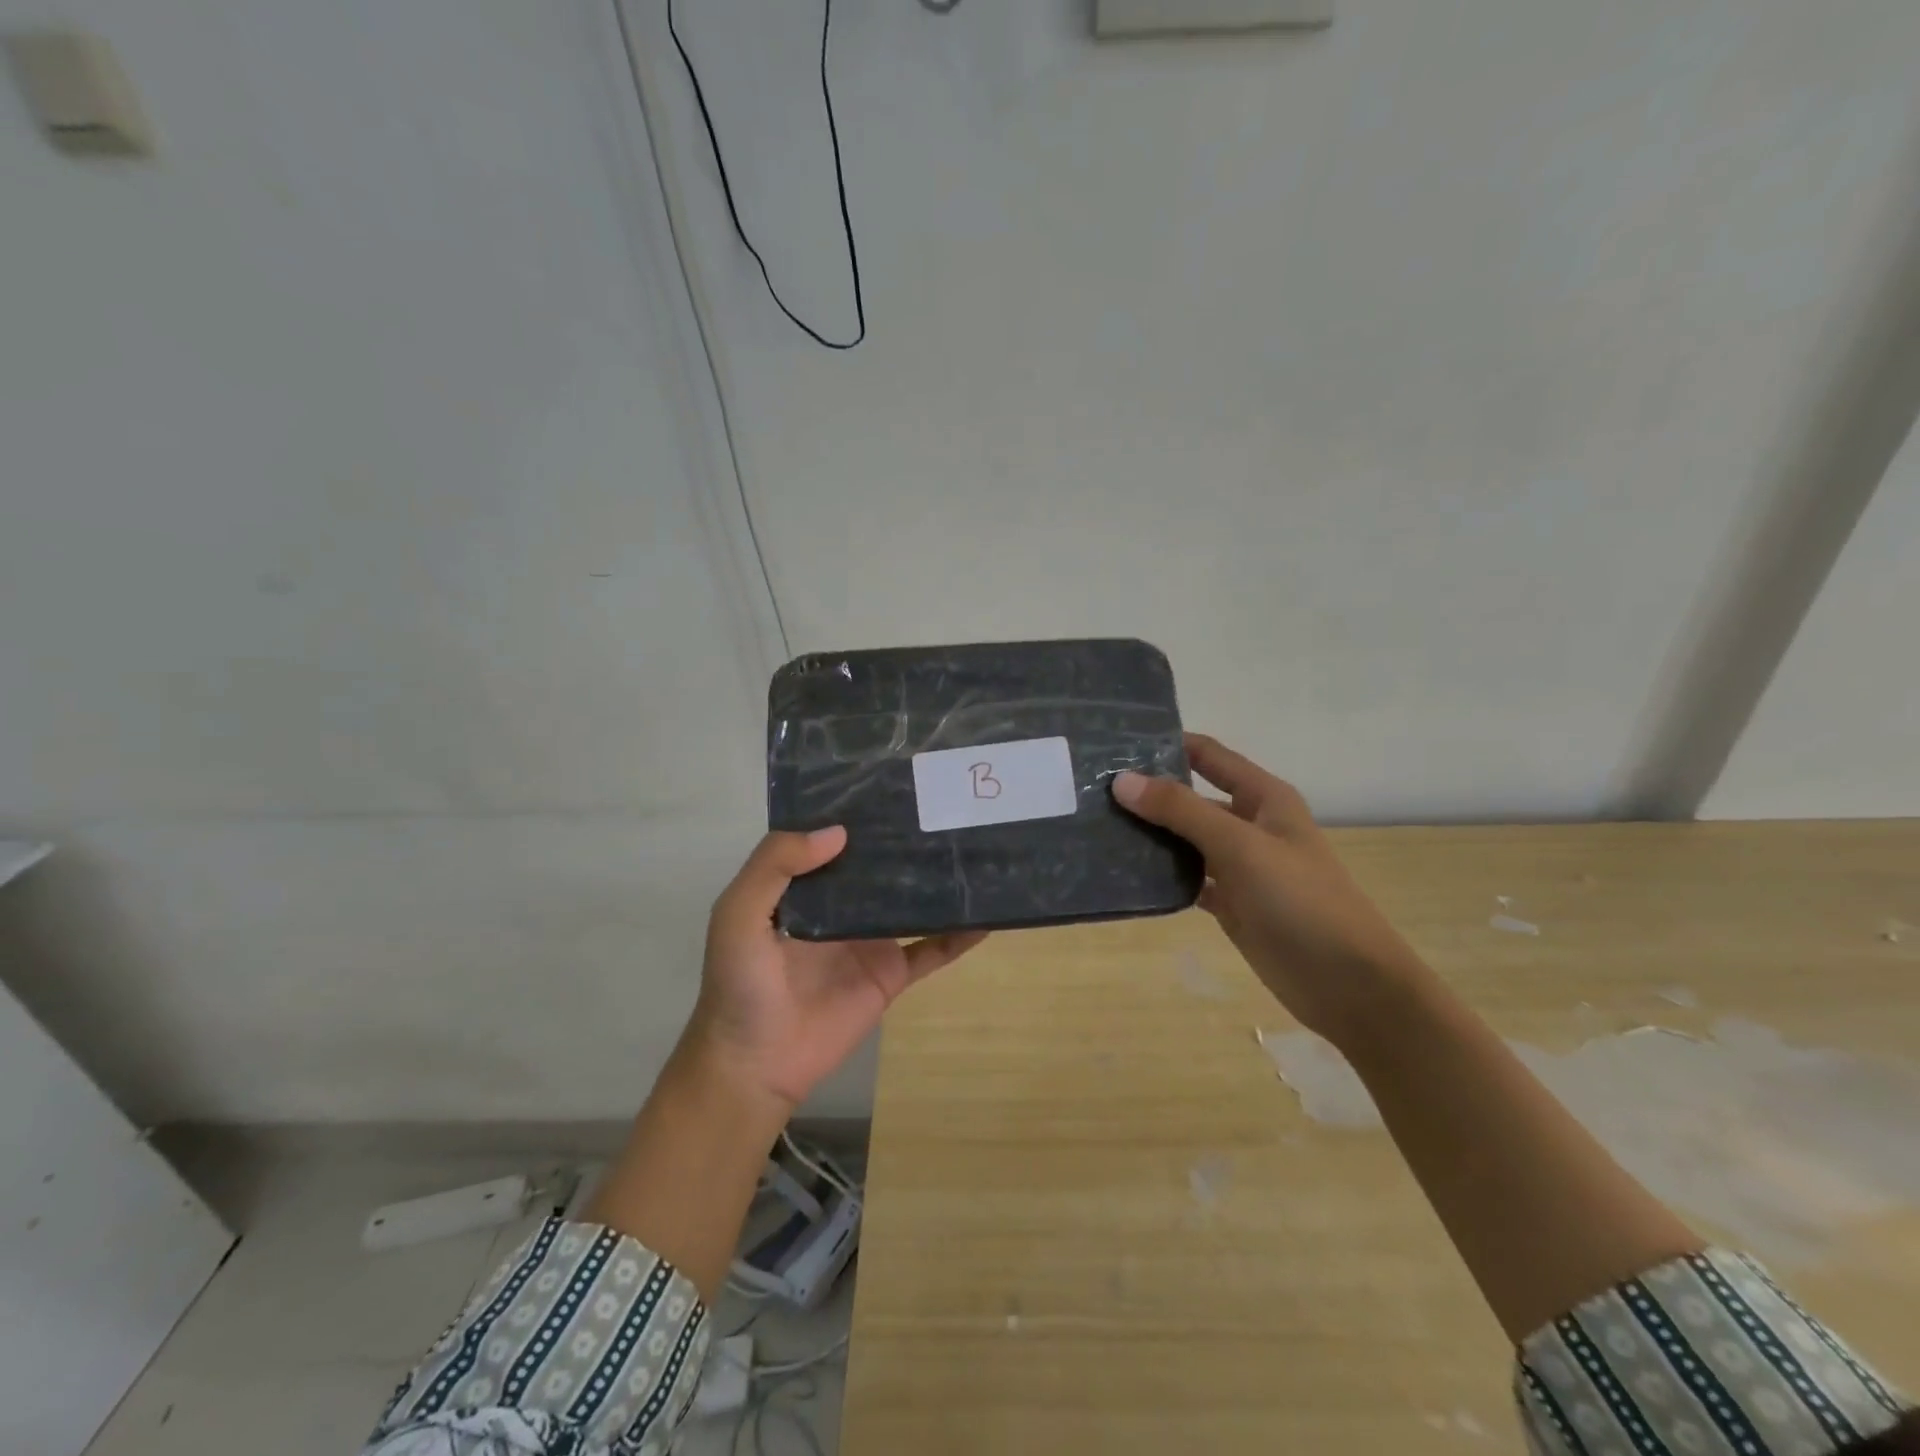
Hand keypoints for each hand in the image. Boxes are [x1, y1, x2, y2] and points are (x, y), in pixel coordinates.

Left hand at [683, 827, 987, 1108]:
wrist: (757, 1064)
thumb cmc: (741, 985)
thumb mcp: (738, 915)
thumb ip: (774, 866)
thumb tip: (839, 832)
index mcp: (804, 886)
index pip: (834, 838)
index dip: (857, 812)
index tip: (893, 781)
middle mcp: (841, 906)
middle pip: (880, 865)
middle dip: (906, 839)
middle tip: (947, 802)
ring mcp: (871, 940)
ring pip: (911, 901)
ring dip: (938, 880)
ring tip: (975, 846)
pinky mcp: (891, 974)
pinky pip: (932, 950)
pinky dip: (959, 935)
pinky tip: (987, 915)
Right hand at [1113, 733, 1426, 1044]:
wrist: (1349, 984)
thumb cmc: (1302, 901)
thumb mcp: (1241, 846)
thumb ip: (1182, 811)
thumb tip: (1122, 781)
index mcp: (1263, 798)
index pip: (1207, 755)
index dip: (1167, 744)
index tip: (1115, 743)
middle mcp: (1249, 824)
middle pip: (1191, 797)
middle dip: (1148, 792)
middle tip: (1091, 789)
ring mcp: (1239, 866)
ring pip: (1185, 839)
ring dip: (1150, 834)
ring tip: (1097, 826)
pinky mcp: (1231, 903)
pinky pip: (1188, 878)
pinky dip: (1161, 875)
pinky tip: (1124, 872)